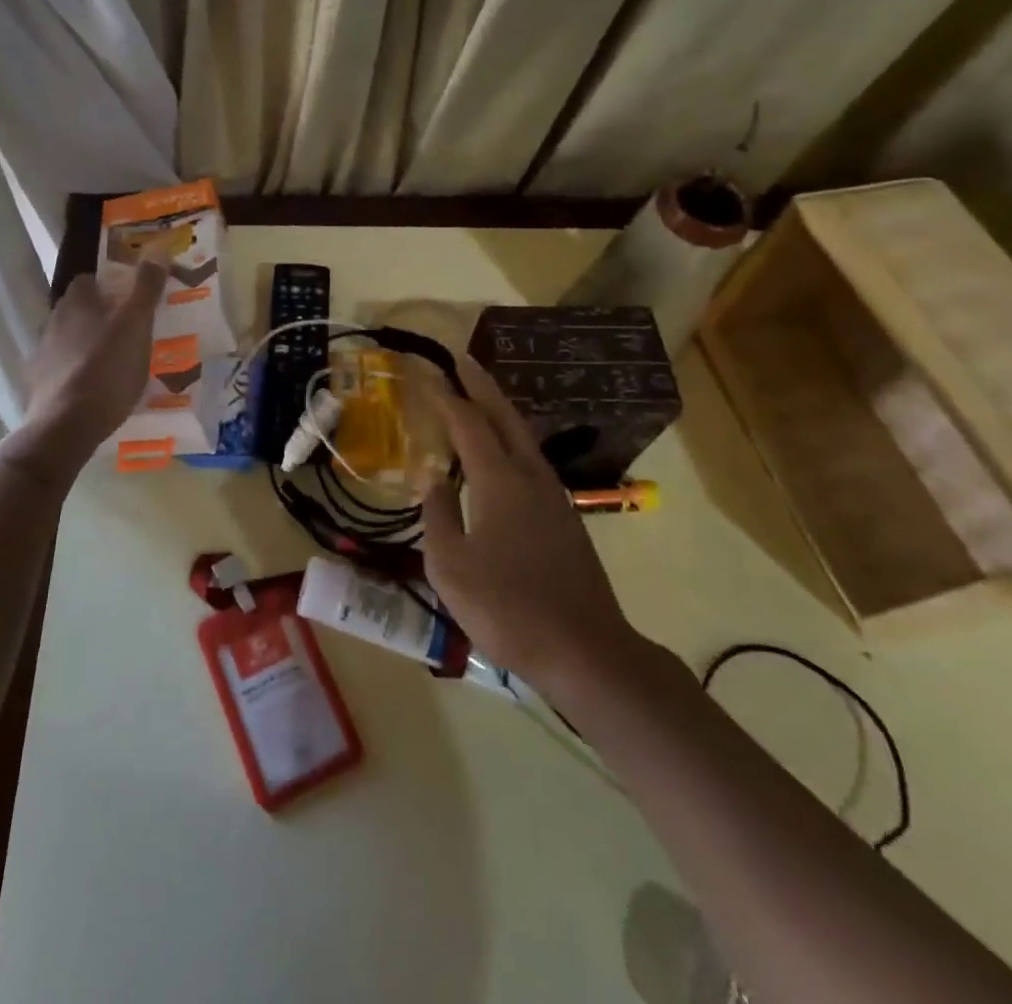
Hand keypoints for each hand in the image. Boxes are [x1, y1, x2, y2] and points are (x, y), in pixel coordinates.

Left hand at [24, 254, 167, 452]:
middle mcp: (54, 321)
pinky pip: (63, 369)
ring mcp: (43, 354)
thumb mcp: (136, 325)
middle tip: (130, 330)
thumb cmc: (107, 368)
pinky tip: (96, 387)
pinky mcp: (40, 384)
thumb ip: (146, 288)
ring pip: (70, 339)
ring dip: (89, 344)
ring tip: (117, 362)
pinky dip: (78, 372)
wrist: (67, 425)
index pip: (88, 279)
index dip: (109, 285)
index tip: (131, 297)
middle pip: (79, 309)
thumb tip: (157, 247)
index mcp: (77, 303)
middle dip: (100, 315)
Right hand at [420, 356, 638, 686]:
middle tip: (461, 360)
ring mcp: (553, 495)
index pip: (467, 423)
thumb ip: (436, 515)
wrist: (585, 651)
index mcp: (500, 481)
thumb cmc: (507, 609)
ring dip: (499, 410)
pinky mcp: (564, 516)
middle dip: (482, 384)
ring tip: (477, 397)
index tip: (426, 373)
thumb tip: (431, 478)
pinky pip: (531, 459)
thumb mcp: (450, 567)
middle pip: (504, 416)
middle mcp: (530, 476)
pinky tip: (500, 454)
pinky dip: (510, 439)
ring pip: (523, 436)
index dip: (445, 396)